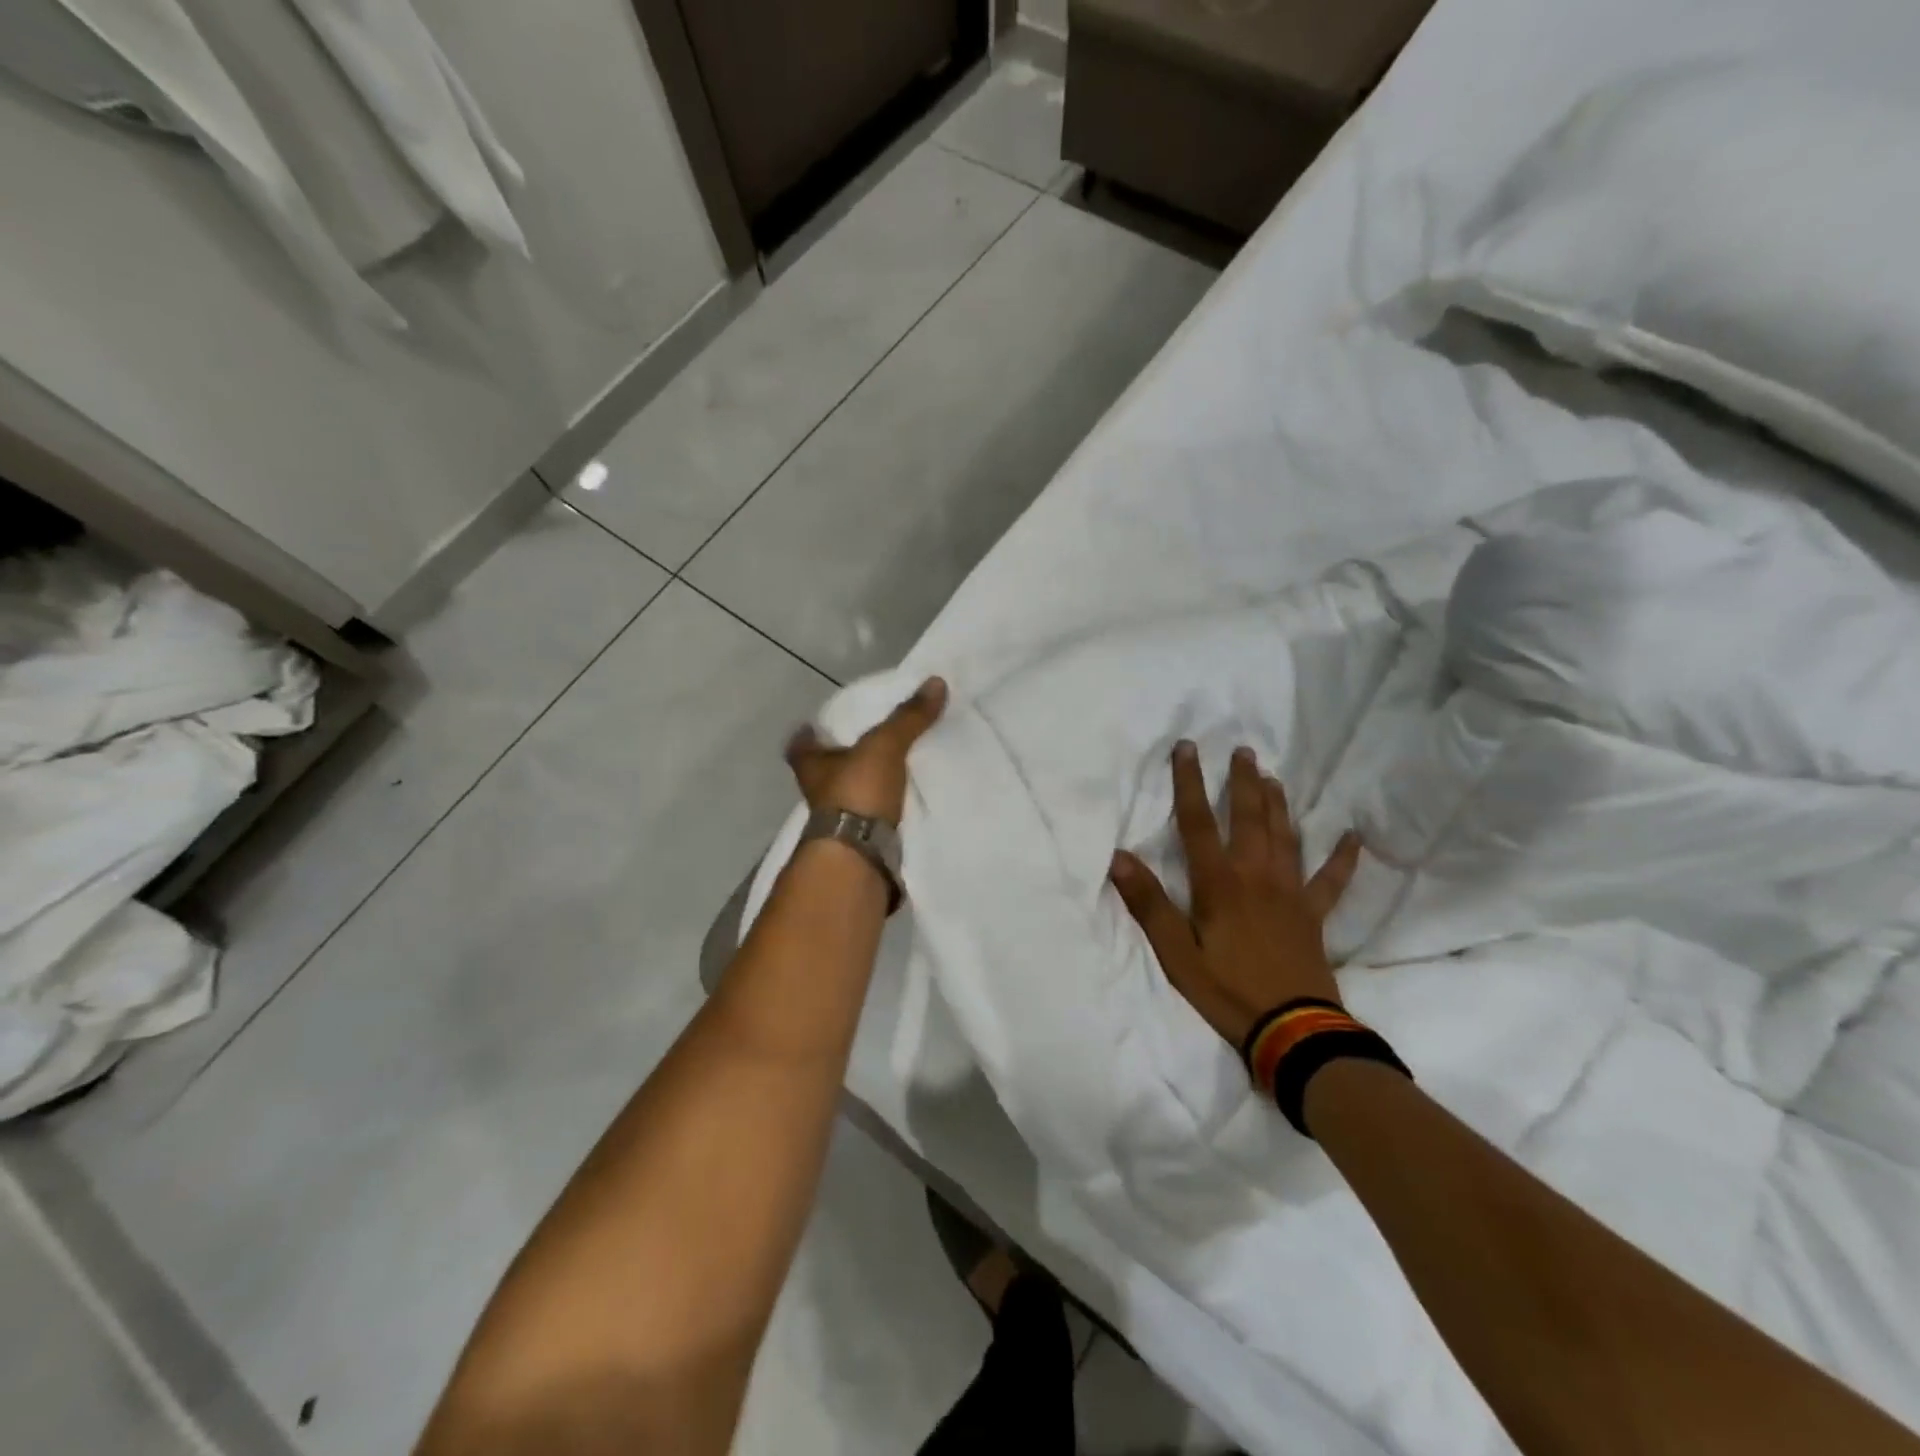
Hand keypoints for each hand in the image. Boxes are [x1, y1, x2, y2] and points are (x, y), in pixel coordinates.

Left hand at [785, 677, 947, 825]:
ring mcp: (836, 820)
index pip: (800, 744)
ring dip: (862, 784)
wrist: (861, 854)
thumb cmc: (858, 791)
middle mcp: (817, 791)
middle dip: (840, 758)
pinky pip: (870, 816)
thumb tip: (936, 681)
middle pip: (823, 769)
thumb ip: (909, 717)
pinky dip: (880, 808)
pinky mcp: (858, 840)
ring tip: (888, 768)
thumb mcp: (885, 745)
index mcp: (812, 764)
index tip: (816, 724)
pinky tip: (899, 800)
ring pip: (846, 794)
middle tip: (864, 742)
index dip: (807, 733)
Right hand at [1110, 741, 1360, 1049]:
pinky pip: (1331, 880)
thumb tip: (1119, 857)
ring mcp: (1290, 893)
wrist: (1293, 1031)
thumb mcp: (1176, 954)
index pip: (1198, 822)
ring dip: (1278, 804)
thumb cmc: (1226, 991)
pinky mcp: (1314, 914)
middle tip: (1242, 750)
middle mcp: (1256, 876)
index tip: (1187, 748)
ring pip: (1285, 837)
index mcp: (1219, 884)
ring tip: (1273, 777)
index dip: (1189, 782)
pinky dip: (1342, 857)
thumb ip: (1149, 904)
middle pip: (1248, 818)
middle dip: (1242, 782)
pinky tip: (1352, 836)